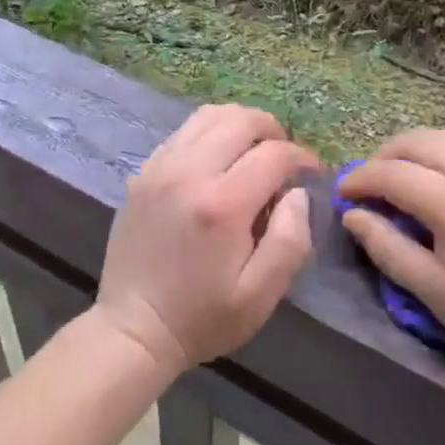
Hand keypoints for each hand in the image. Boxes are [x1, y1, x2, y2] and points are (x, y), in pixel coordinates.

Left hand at [95, 104, 316, 376]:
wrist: (132, 329)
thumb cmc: (202, 318)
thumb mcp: (260, 296)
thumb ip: (290, 240)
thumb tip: (297, 193)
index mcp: (222, 204)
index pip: (274, 154)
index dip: (302, 158)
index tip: (312, 173)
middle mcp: (189, 172)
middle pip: (241, 120)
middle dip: (273, 131)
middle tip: (284, 158)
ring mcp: (161, 167)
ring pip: (210, 115)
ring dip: (240, 124)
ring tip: (254, 150)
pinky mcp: (144, 171)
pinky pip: (184, 131)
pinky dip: (211, 133)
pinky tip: (219, 161)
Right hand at [339, 125, 444, 385]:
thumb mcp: (433, 292)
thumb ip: (387, 247)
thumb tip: (353, 216)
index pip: (393, 174)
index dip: (361, 180)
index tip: (341, 195)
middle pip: (419, 141)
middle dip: (385, 156)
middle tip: (367, 184)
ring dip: (419, 147)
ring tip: (405, 175)